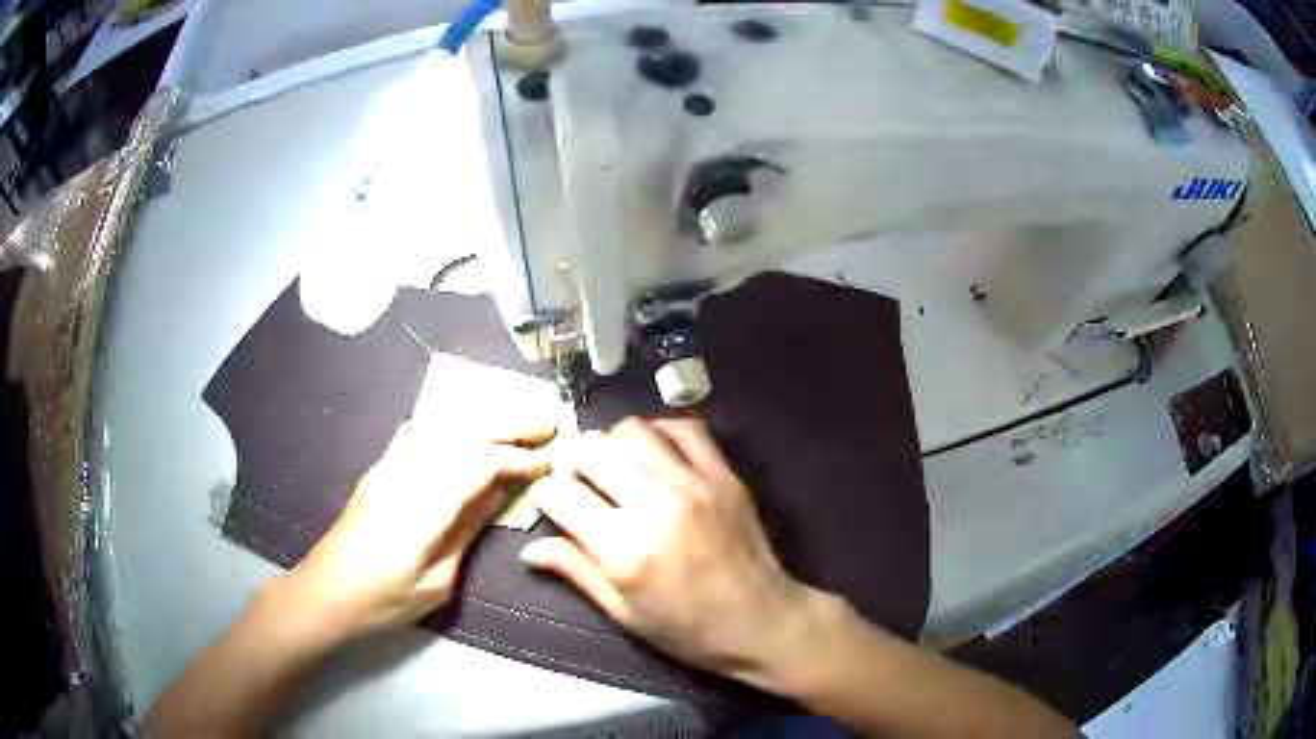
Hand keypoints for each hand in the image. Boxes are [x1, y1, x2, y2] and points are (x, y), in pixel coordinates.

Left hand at [279, 416, 554, 646]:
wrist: (324, 593)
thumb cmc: (383, 600)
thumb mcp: (437, 580)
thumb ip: (466, 529)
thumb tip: (497, 492)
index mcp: (422, 505)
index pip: (478, 463)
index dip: (517, 458)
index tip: (548, 461)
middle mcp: (405, 474)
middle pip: (462, 434)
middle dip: (508, 424)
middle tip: (548, 419)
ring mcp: (389, 468)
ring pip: (442, 429)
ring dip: (483, 421)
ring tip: (518, 420)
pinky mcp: (380, 471)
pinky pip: (421, 436)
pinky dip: (450, 427)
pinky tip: (462, 425)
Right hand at [521, 417, 817, 681]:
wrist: (762, 622)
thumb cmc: (688, 629)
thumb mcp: (624, 612)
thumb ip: (576, 571)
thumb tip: (528, 549)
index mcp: (625, 549)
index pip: (561, 495)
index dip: (546, 496)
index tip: (551, 504)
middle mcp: (656, 505)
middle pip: (592, 451)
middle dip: (574, 464)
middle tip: (580, 485)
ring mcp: (695, 484)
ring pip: (633, 431)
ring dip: (613, 444)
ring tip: (616, 468)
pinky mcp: (725, 474)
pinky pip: (686, 428)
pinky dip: (661, 432)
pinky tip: (655, 453)